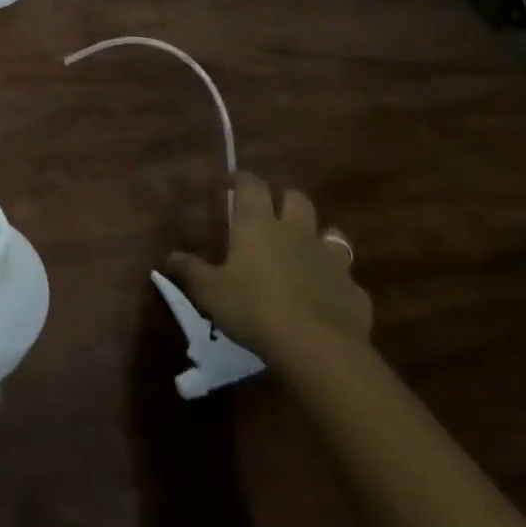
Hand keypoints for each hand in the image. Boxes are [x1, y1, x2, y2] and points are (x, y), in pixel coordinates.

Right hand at [167, 172, 370, 363]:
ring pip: (331, 234)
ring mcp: (331, 260)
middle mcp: (297, 233)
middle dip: (284, 200)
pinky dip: (335, 282)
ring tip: (304, 253)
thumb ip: (191, 271)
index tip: (230, 182)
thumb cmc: (254, 308)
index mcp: (259, 226)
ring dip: (317, 238)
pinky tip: (325, 298)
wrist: (318, 347)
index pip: (252, 186)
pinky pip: (346, 278)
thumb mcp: (210, 291)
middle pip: (297, 199)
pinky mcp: (354, 291)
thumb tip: (171, 257)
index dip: (241, 179)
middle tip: (270, 214)